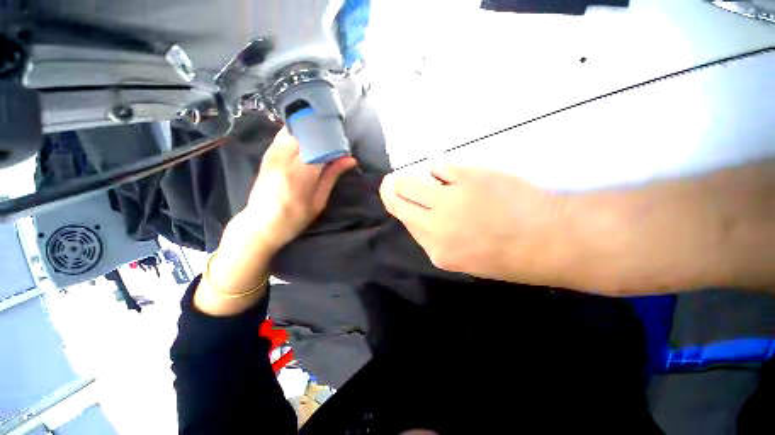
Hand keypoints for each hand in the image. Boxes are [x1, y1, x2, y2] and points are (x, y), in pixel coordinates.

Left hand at [195, 129, 355, 315]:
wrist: (260, 224)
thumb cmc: (294, 218)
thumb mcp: (319, 201)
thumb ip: (332, 176)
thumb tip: (350, 159)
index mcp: (300, 173)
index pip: (321, 145)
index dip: (336, 143)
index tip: (345, 149)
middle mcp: (284, 158)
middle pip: (307, 132)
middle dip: (324, 132)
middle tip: (336, 140)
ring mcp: (272, 153)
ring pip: (294, 129)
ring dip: (311, 130)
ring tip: (323, 138)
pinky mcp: (267, 153)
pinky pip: (284, 134)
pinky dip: (298, 133)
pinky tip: (307, 140)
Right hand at [380, 163, 583, 287]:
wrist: (550, 240)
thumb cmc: (510, 254)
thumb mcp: (464, 258)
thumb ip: (438, 238)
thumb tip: (423, 214)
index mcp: (436, 251)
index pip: (405, 222)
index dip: (398, 207)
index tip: (394, 195)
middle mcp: (435, 226)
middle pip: (397, 201)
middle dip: (391, 189)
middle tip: (392, 181)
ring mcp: (449, 201)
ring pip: (409, 183)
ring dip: (410, 178)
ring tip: (424, 178)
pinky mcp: (467, 178)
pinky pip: (438, 167)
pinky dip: (439, 169)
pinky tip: (451, 174)